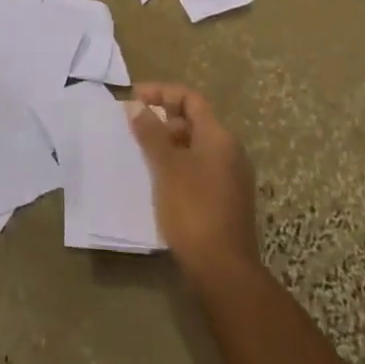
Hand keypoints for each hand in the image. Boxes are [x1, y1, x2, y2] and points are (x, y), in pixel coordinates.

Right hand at [131, 83, 258, 280]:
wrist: (224, 271)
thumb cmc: (193, 210)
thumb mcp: (166, 167)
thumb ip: (151, 133)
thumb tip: (137, 106)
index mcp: (219, 137)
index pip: (190, 98)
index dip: (161, 92)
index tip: (133, 98)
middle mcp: (230, 151)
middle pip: (194, 121)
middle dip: (162, 119)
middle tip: (134, 129)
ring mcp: (231, 177)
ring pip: (196, 146)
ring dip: (168, 143)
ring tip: (141, 154)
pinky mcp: (227, 199)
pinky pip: (199, 168)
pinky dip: (178, 164)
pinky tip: (158, 179)